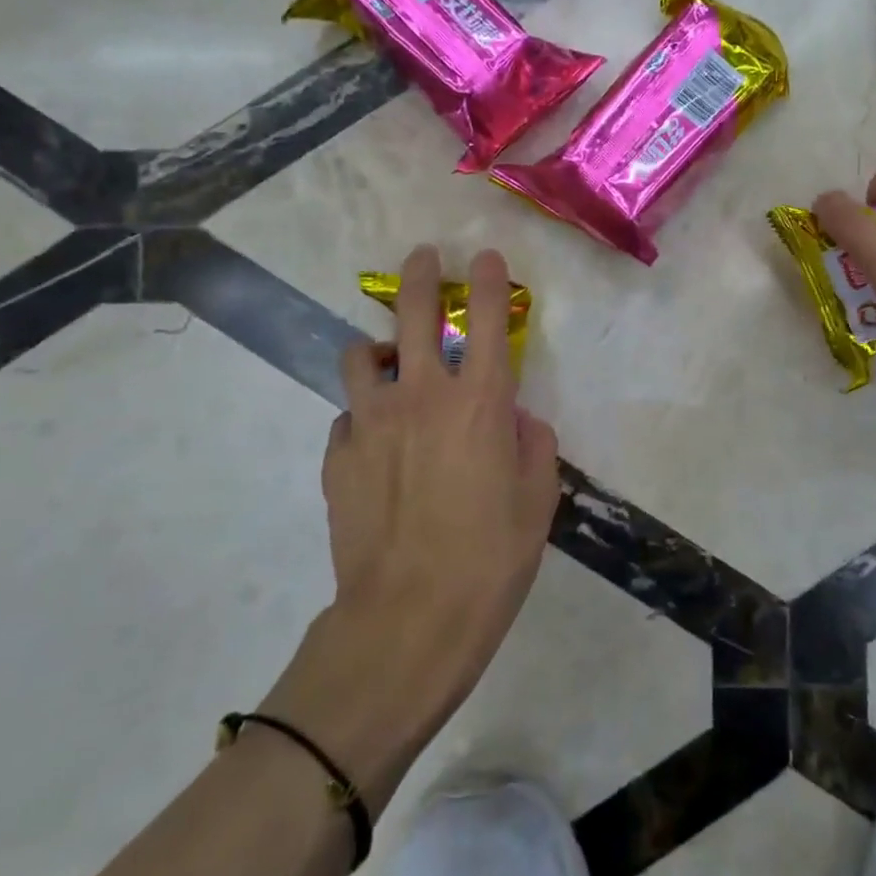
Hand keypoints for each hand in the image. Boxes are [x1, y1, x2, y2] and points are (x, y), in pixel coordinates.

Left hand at [262, 245, 559, 813]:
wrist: (409, 619)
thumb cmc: (491, 559)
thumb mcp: (537, 501)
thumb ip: (532, 445)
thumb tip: (516, 420)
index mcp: (480, 404)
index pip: (486, 320)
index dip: (487, 279)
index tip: (484, 256)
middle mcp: (422, 396)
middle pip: (414, 313)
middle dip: (419, 275)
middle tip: (422, 258)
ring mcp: (371, 422)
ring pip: (362, 354)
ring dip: (379, 348)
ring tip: (389, 361)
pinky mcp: (337, 455)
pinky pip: (348, 416)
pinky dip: (363, 416)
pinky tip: (374, 443)